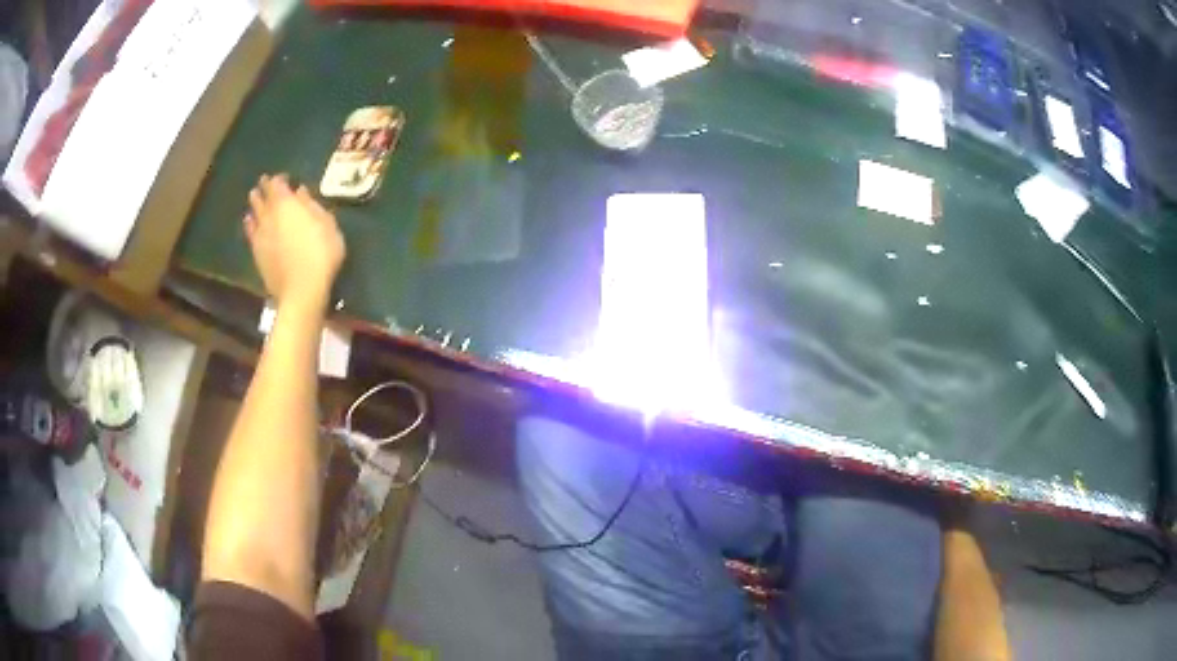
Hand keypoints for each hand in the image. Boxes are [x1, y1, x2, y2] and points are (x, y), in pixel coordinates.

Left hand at [245, 174, 345, 309]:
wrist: (301, 290)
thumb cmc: (321, 253)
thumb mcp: (327, 224)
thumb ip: (312, 206)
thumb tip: (300, 191)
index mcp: (287, 204)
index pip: (278, 184)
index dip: (280, 179)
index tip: (284, 177)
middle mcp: (270, 216)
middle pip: (263, 197)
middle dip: (263, 188)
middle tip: (263, 182)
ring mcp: (261, 235)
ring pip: (254, 213)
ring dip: (254, 203)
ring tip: (253, 196)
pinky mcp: (257, 253)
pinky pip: (250, 233)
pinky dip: (249, 224)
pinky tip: (249, 221)